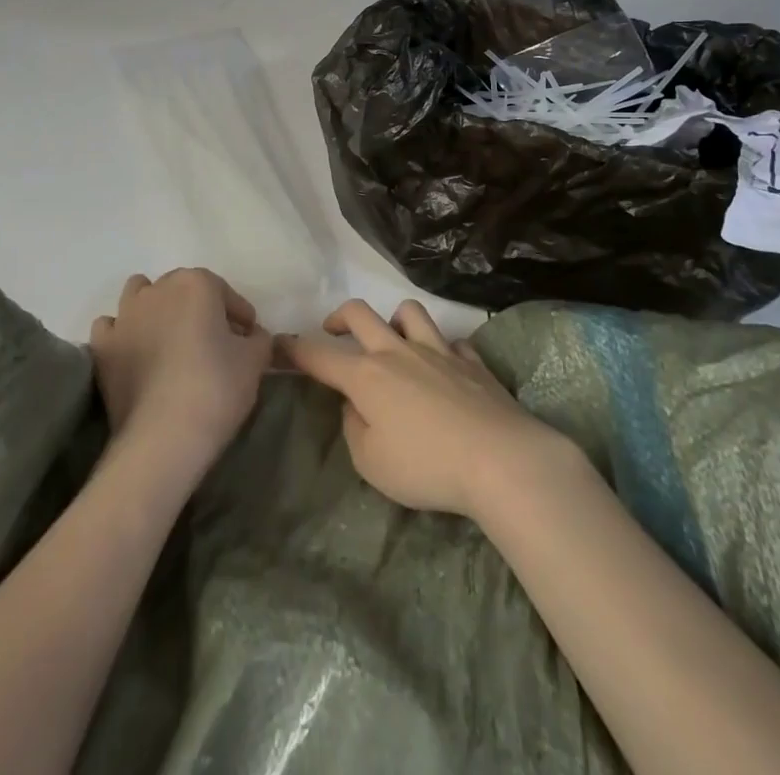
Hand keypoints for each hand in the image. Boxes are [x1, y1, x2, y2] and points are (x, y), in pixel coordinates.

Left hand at [90, 269, 272, 474]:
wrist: (163, 437)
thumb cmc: (216, 388)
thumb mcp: (255, 361)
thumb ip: (258, 339)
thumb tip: (250, 337)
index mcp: (197, 284)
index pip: (225, 293)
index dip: (240, 317)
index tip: (248, 340)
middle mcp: (158, 289)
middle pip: (183, 289)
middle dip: (200, 309)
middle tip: (214, 343)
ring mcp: (125, 315)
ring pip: (140, 295)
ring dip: (156, 309)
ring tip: (170, 340)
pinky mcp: (103, 346)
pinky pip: (111, 326)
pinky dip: (123, 333)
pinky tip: (135, 352)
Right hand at [281, 298, 574, 518]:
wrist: (500, 459)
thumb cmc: (426, 466)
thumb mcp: (371, 463)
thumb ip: (354, 430)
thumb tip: (355, 406)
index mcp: (367, 376)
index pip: (319, 356)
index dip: (295, 348)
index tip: (278, 342)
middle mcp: (398, 352)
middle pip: (361, 314)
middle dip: (339, 316)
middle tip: (333, 329)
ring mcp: (439, 351)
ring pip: (409, 312)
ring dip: (394, 320)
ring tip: (393, 339)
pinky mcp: (472, 361)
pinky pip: (452, 342)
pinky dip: (442, 349)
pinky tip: (445, 368)